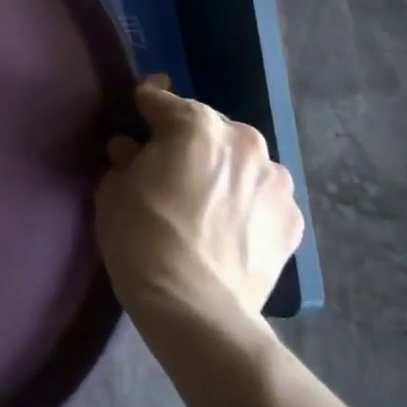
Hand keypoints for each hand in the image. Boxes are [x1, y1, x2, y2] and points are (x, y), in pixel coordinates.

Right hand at [96, 75, 303, 355]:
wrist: (195, 307)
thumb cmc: (142, 236)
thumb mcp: (113, 188)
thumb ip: (127, 158)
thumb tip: (134, 151)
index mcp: (195, 125)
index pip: (162, 99)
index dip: (145, 107)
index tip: (137, 115)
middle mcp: (243, 141)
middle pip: (208, 128)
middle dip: (188, 141)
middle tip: (168, 169)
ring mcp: (276, 181)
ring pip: (240, 162)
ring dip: (222, 171)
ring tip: (203, 202)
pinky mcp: (293, 221)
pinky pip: (261, 197)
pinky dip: (245, 203)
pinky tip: (227, 228)